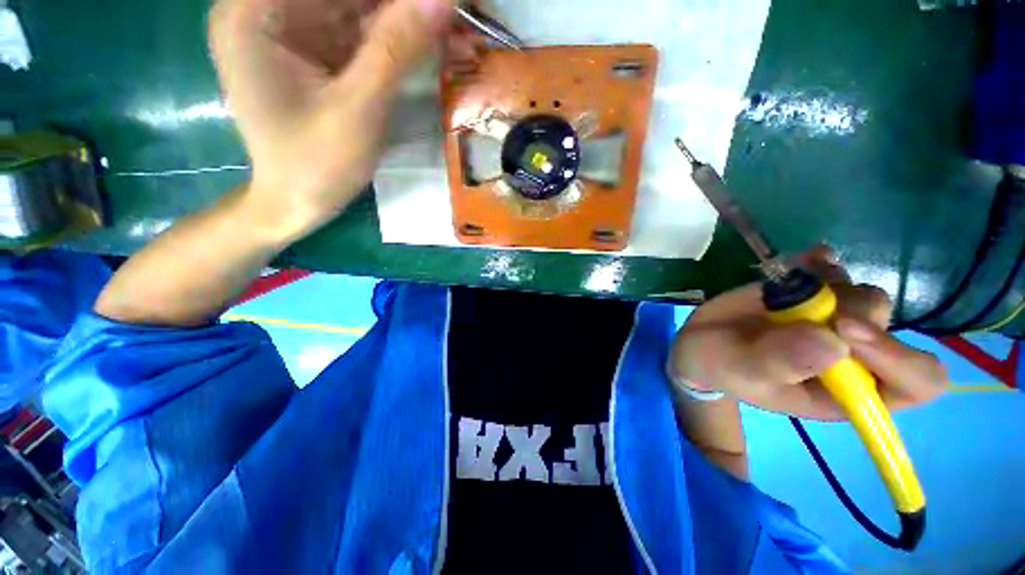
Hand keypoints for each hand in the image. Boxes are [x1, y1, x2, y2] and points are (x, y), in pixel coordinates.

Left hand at [209, 0, 454, 238]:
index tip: (441, 3)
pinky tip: (429, 44)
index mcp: (254, 13)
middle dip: (400, 8)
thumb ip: (396, 50)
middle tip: (450, 14)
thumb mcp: (358, 109)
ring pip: (354, 9)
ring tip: (451, 31)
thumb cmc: (316, 165)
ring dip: (403, 21)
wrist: (296, 204)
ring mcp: (287, 31)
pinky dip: (393, 40)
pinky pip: (355, 34)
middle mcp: (264, 10)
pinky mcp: (309, 53)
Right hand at [667, 246, 945, 419]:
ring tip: (783, 291)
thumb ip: (780, 363)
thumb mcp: (741, 372)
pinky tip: (803, 260)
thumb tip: (834, 341)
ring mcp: (833, 320)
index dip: (899, 358)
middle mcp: (852, 356)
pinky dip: (821, 261)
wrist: (701, 341)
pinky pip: (834, 270)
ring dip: (830, 286)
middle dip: (854, 312)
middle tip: (808, 304)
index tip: (845, 331)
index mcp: (846, 392)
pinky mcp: (812, 294)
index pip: (915, 382)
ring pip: (864, 295)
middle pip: (889, 327)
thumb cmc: (721, 366)